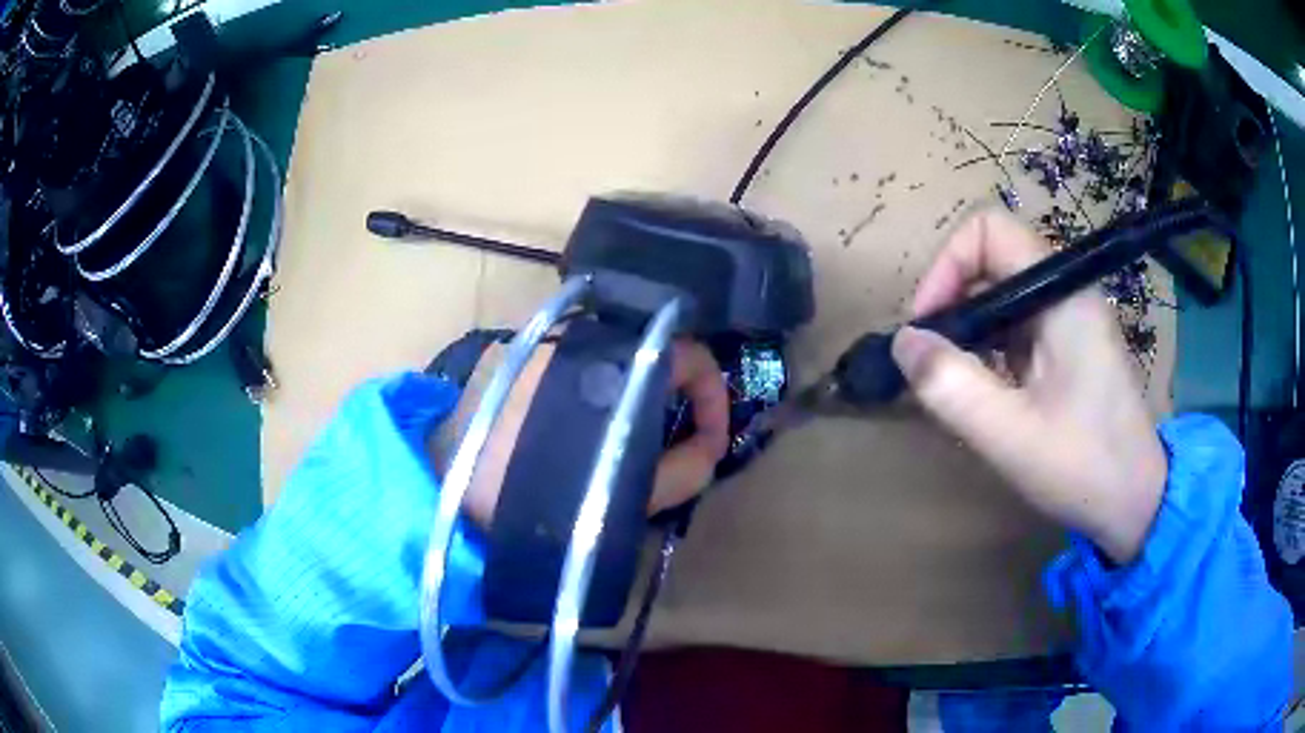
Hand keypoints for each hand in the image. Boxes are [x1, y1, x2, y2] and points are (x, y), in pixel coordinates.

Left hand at [432, 339, 729, 527]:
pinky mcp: (505, 352)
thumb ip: (688, 467)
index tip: (710, 441)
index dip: (714, 396)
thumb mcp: (632, 495)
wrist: (448, 497)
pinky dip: (585, 389)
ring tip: (619, 439)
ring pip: (607, 357)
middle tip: (669, 443)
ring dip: (628, 393)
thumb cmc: (543, 501)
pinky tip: (569, 428)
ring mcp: (539, 339)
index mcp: (620, 364)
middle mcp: (582, 336)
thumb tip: (710, 445)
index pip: (693, 355)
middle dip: (671, 397)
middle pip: (650, 352)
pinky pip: (564, 362)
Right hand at [890, 210, 1166, 563]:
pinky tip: (983, 394)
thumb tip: (903, 342)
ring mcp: (1068, 319)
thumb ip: (952, 387)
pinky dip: (986, 350)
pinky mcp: (1066, 346)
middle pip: (991, 260)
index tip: (928, 324)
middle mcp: (1066, 293)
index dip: (947, 264)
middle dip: (951, 301)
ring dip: (967, 330)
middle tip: (932, 360)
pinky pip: (1014, 326)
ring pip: (1000, 295)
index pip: (989, 231)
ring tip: (953, 383)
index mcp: (1061, 296)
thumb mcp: (1011, 436)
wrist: (1137, 501)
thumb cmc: (1084, 467)